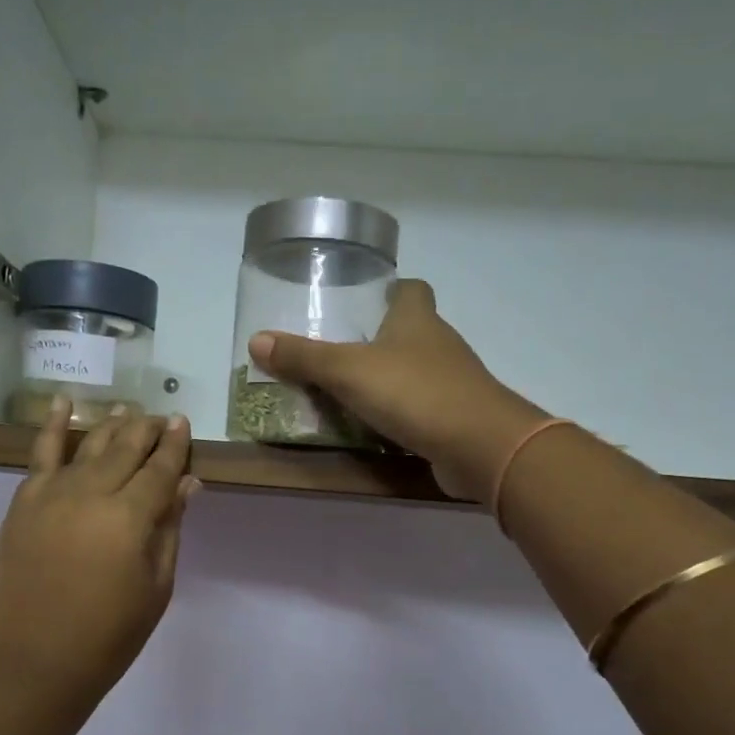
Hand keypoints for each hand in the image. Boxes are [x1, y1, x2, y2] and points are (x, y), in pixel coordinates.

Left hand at [0, 399, 198, 718]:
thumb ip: (170, 528)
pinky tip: (62, 404)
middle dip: (146, 429)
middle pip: (125, 447)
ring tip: (127, 411)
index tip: (183, 423)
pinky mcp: (23, 503)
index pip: (160, 468)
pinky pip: (39, 454)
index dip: (174, 445)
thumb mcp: (156, 586)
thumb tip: (187, 483)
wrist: (35, 664)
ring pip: (87, 444)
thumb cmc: (109, 635)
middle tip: (160, 418)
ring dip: (111, 424)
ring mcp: (51, 494)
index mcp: (129, 517)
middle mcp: (90, 492)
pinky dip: (52, 426)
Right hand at [248, 279, 547, 501]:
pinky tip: (373, 425)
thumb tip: (256, 340)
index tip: (361, 301)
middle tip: (337, 351)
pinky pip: (420, 406)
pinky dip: (399, 412)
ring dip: (386, 378)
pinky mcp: (454, 417)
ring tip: (345, 391)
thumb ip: (304, 357)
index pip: (410, 289)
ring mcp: (451, 382)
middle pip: (410, 330)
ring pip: (414, 370)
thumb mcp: (348, 371)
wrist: (478, 445)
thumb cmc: (414, 392)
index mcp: (417, 319)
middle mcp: (439, 344)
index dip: (389, 290)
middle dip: (378, 338)